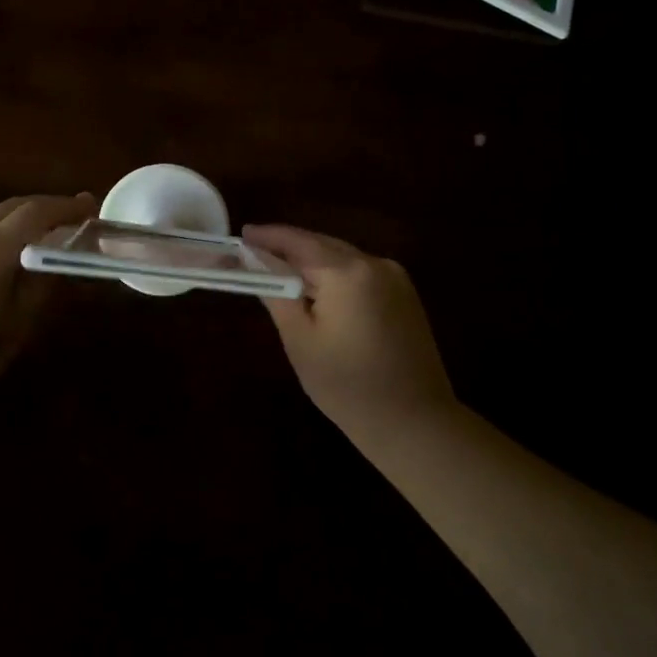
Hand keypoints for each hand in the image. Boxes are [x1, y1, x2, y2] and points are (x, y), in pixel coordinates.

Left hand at [0, 193, 94, 407]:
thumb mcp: (11, 331)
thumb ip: (37, 290)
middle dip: (45, 208)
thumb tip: (55, 263)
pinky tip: (2, 261)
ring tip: (42, 241)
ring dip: (19, 221)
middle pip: (11, 207)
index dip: (66, 208)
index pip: (35, 213)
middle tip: (73, 219)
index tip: (91, 209)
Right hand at [243, 224, 457, 438]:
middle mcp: (375, 264)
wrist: (414, 421)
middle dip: (289, 247)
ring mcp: (396, 278)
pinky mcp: (406, 295)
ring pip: (343, 258)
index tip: (243, 234)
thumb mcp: (300, 341)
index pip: (299, 241)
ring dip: (313, 261)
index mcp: (347, 272)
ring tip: (281, 269)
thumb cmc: (347, 385)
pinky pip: (361, 273)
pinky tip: (318, 289)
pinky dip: (336, 275)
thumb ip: (277, 295)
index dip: (269, 236)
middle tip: (256, 251)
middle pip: (323, 245)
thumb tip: (258, 265)